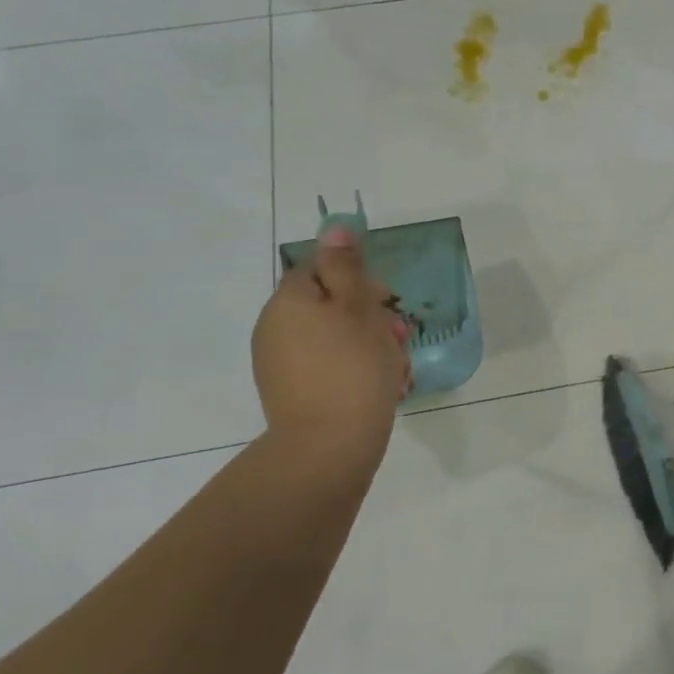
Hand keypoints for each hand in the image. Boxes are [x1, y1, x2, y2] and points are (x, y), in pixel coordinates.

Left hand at [251, 226, 410, 459]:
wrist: (329, 445)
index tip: (386, 302)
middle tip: (398, 338)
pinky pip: (326, 366)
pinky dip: (352, 369)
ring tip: (395, 368)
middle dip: (368, 317)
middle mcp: (275, 326)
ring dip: (366, 344)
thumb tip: (334, 227)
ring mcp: (279, 362)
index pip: (322, 270)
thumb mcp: (359, 308)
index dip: (358, 281)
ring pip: (332, 338)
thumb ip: (347, 267)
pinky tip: (378, 387)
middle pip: (329, 305)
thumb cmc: (354, 368)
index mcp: (289, 300)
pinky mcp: (290, 392)